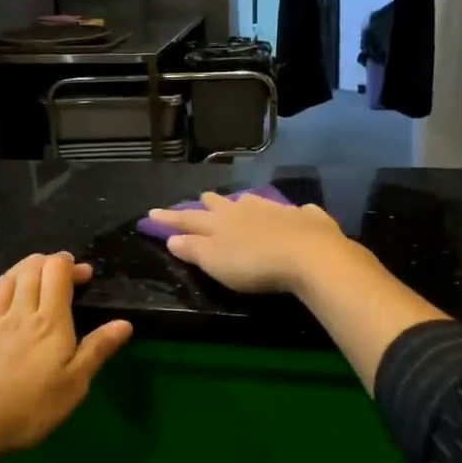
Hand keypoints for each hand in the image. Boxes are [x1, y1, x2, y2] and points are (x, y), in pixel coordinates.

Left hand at [0, 253, 133, 459]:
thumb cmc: (28, 410)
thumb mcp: (74, 386)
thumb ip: (97, 350)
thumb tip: (124, 323)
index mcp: (49, 323)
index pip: (57, 275)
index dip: (69, 265)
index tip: (83, 273)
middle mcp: (18, 313)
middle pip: (31, 272)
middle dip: (47, 263)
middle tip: (59, 270)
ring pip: (4, 283)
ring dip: (20, 269)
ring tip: (31, 270)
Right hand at [149, 192, 354, 294]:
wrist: (309, 254)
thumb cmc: (254, 264)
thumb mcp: (215, 262)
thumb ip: (193, 249)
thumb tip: (172, 238)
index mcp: (219, 223)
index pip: (188, 219)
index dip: (169, 218)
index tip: (152, 213)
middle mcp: (245, 210)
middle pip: (222, 205)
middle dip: (209, 203)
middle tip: (202, 198)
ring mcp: (276, 210)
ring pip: (255, 202)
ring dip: (245, 202)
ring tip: (242, 202)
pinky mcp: (305, 218)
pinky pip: (296, 212)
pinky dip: (291, 213)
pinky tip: (297, 214)